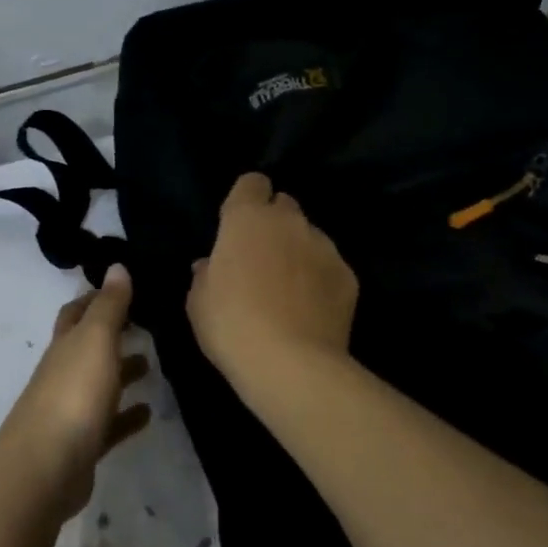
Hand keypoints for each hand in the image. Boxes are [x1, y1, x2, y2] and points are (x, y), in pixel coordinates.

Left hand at [0, 265, 151, 521]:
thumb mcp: (95, 340)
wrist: (45, 468)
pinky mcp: (83, 445)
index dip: (97, 297)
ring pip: (100, 384)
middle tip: (147, 323)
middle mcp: (65, 372)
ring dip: (122, 372)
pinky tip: (148, 412)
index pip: (78, 312)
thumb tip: (116, 266)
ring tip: (152, 364)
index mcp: (66, 344)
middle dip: (112, 333)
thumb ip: (109, 305)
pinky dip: (127, 415)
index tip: (126, 287)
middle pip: (88, 346)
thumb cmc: (73, 394)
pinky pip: (109, 424)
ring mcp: (71, 410)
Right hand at [187, 172, 358, 393]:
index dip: (246, 199)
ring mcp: (324, 246)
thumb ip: (205, 274)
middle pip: (284, 205)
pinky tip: (311, 308)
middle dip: (274, 223)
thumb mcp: (199, 301)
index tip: (237, 225)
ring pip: (310, 236)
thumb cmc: (232, 325)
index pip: (252, 182)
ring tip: (289, 288)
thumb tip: (209, 265)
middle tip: (261, 257)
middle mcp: (289, 221)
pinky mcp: (348, 275)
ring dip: (298, 250)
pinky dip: (320, 279)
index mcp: (247, 218)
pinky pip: (329, 266)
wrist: (291, 364)